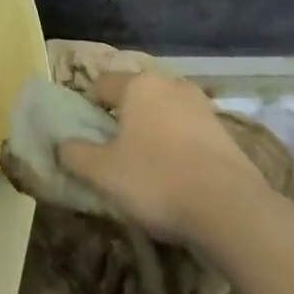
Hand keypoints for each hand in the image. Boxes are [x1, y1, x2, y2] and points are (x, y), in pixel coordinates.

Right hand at [57, 71, 270, 242]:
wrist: (231, 210)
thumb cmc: (157, 180)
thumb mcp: (102, 173)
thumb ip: (75, 154)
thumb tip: (62, 145)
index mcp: (138, 85)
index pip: (101, 84)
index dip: (88, 107)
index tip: (86, 136)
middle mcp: (170, 85)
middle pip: (135, 95)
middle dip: (123, 117)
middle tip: (114, 150)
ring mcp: (202, 106)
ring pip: (164, 112)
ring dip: (153, 131)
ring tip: (147, 165)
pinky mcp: (225, 132)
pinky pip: (189, 131)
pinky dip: (178, 145)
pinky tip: (177, 175)